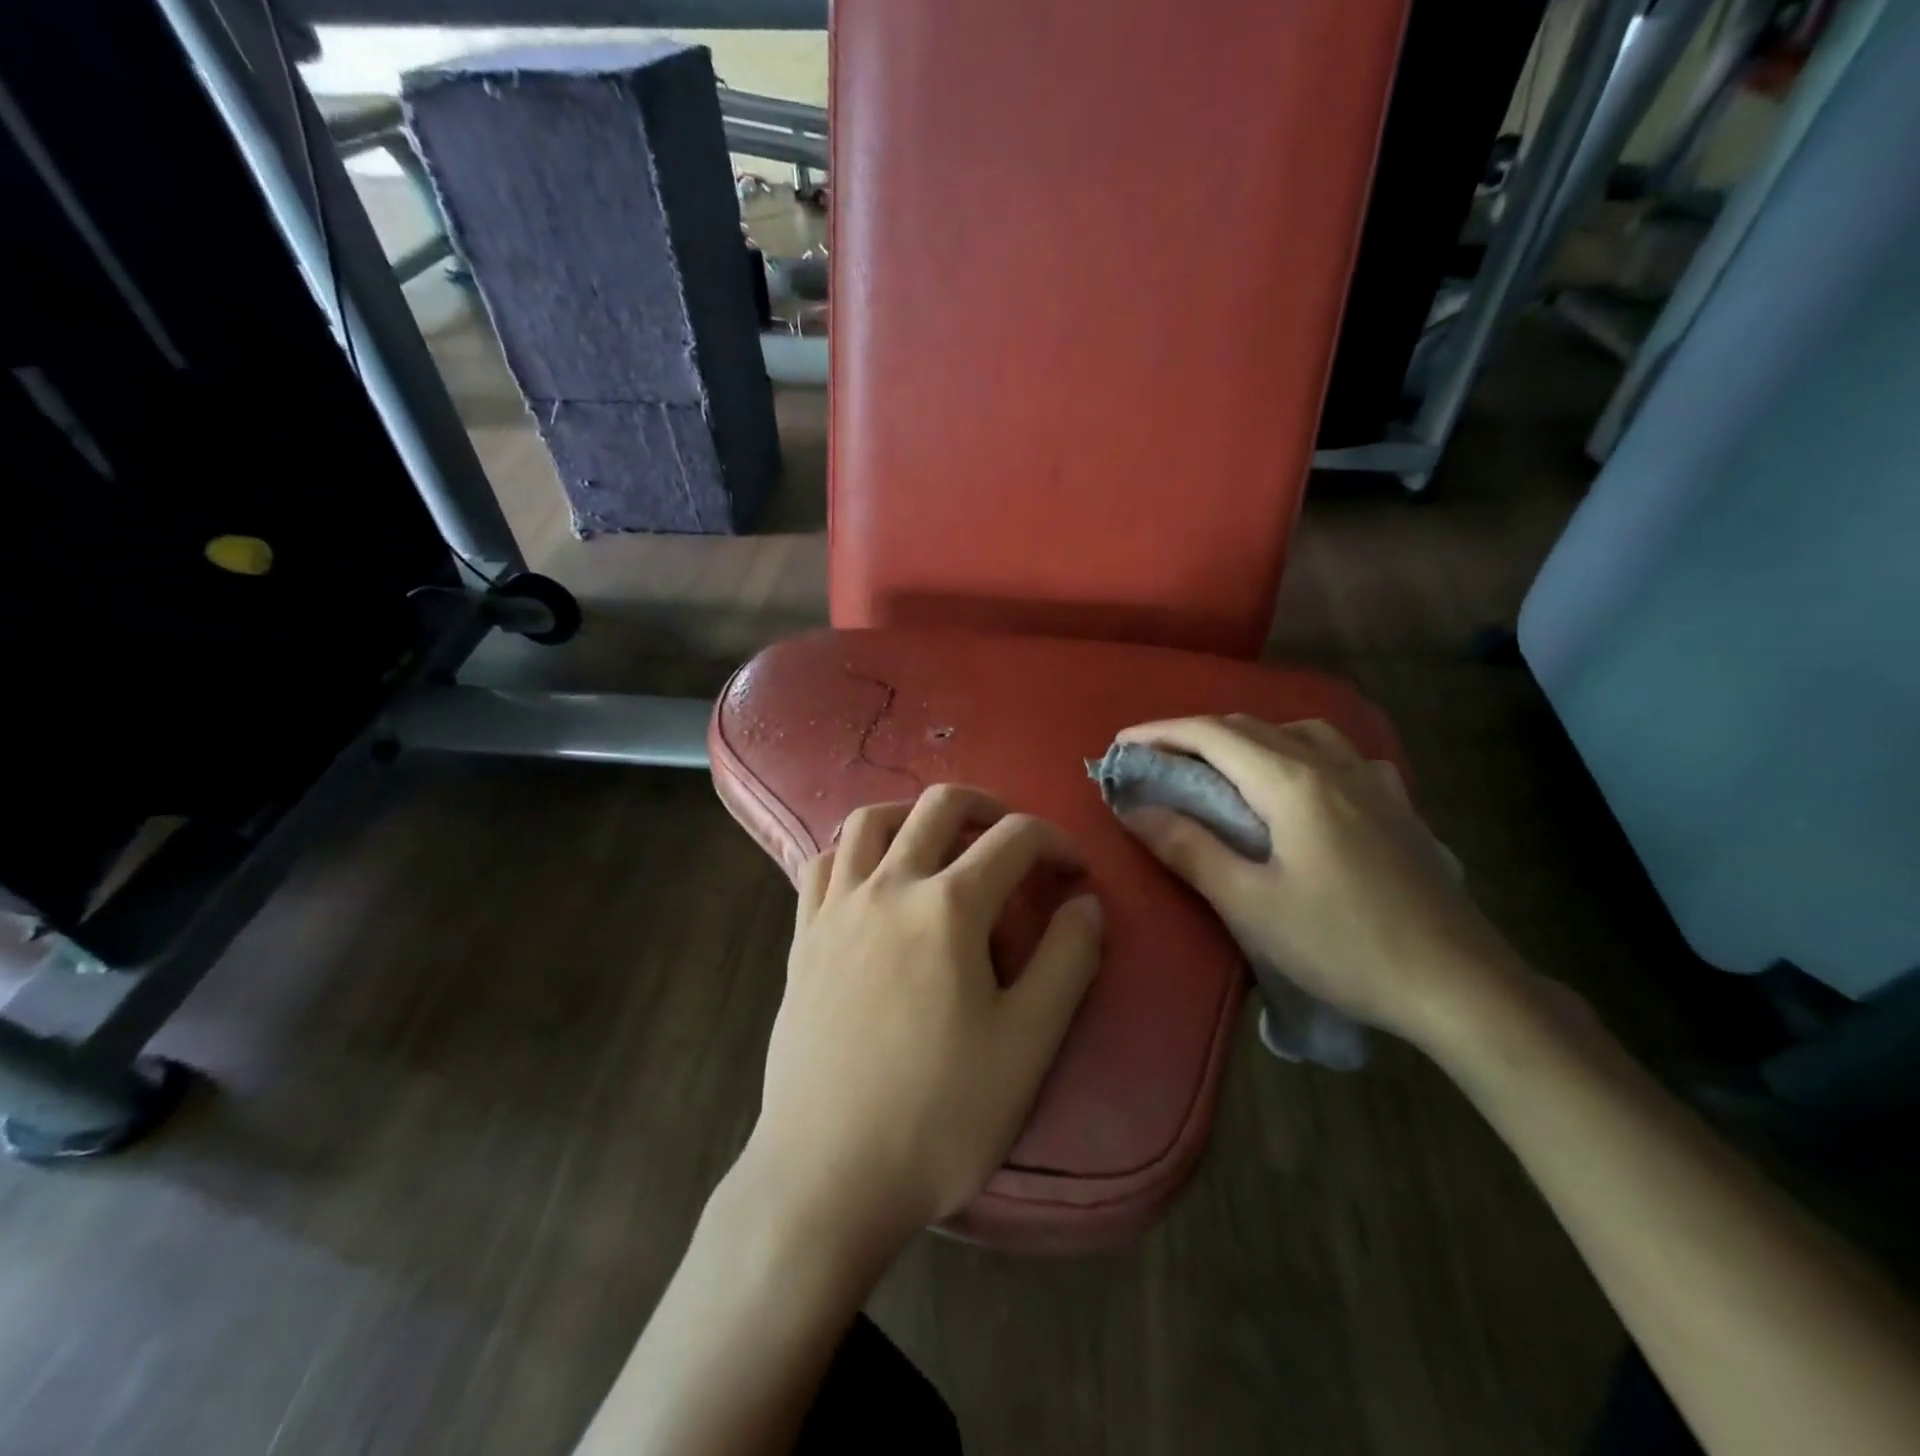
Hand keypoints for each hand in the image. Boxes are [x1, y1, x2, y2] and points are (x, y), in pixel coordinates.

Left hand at [742, 785, 1102, 1260]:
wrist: (827, 1175)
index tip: (1075, 871)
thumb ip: (1068, 961)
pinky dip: (855, 849)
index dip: (1056, 842)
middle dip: (990, 807)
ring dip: (915, 814)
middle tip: (1015, 840)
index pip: (1015, 839)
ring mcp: (836, 907)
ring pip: (871, 820)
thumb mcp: (1028, 1044)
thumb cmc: (939, 1115)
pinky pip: (823, 862)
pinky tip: (872, 876)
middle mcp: (888, 886)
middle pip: (940, 806)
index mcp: (949, 906)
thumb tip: (1086, 902)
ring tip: (941, 842)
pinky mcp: (802, 936)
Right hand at [1116, 715, 1527, 1052]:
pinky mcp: (1396, 804)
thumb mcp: (1250, 903)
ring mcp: (1372, 781)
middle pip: (1250, 727)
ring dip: (1246, 738)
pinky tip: (1299, 780)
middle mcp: (1332, 765)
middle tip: (1156, 760)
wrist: (1459, 984)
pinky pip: (1336, 754)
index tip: (1121, 745)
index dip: (1160, 732)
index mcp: (1293, 782)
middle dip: (1195, 735)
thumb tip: (1133, 809)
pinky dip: (1295, 751)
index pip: (1212, 735)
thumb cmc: (1344, 945)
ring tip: (1220, 767)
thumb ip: (1189, 848)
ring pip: (1295, 732)